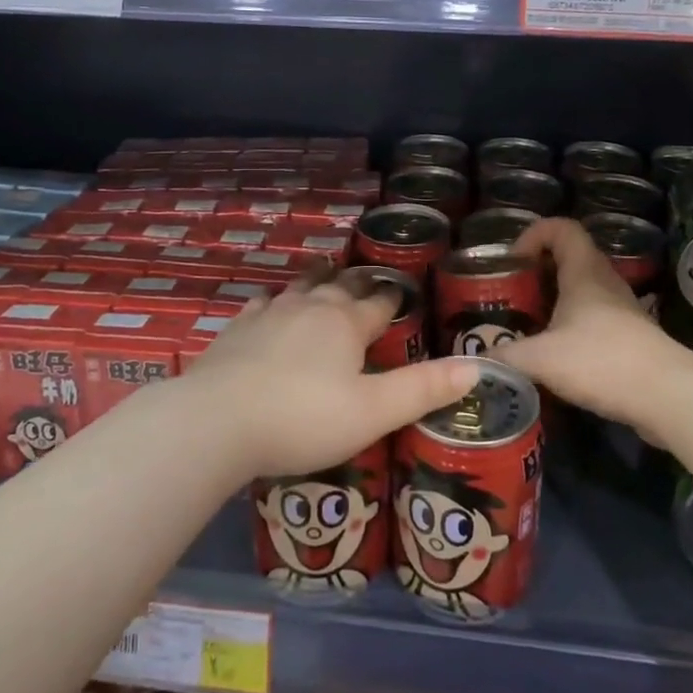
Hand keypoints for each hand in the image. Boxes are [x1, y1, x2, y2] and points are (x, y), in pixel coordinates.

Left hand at [187, 266, 480, 478]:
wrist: (216, 421)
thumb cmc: (303, 419)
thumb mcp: (373, 412)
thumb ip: (423, 389)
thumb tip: (476, 367)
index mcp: (347, 324)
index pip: (380, 303)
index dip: (393, 299)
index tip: (401, 293)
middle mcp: (311, 307)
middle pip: (341, 286)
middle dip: (357, 282)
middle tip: (366, 279)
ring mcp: (271, 313)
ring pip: (302, 286)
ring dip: (318, 279)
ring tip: (325, 272)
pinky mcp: (238, 327)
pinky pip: (263, 302)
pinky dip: (274, 299)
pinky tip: (269, 302)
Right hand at [497, 218, 692, 439]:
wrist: (668, 397)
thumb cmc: (601, 361)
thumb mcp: (541, 358)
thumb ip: (504, 356)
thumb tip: (476, 361)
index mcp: (584, 271)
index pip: (561, 227)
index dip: (534, 234)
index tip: (513, 261)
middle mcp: (605, 282)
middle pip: (571, 258)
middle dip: (539, 271)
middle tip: (514, 294)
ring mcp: (622, 310)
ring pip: (583, 291)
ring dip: (556, 300)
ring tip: (529, 325)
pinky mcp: (631, 338)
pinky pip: (594, 319)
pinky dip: (571, 327)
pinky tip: (556, 356)